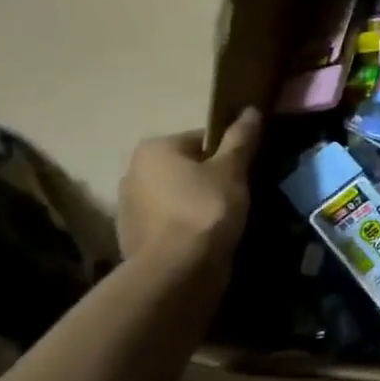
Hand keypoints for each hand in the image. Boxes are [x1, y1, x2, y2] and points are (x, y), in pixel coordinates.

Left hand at [117, 109, 260, 268]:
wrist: (177, 271)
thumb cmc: (206, 209)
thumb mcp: (232, 170)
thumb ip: (241, 138)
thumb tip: (251, 110)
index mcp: (154, 149)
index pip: (202, 139)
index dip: (229, 154)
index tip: (245, 172)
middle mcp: (132, 172)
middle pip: (186, 167)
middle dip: (210, 179)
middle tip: (237, 196)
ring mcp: (128, 208)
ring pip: (175, 196)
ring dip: (196, 203)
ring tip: (224, 220)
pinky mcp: (132, 238)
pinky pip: (167, 222)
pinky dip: (184, 226)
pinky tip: (205, 239)